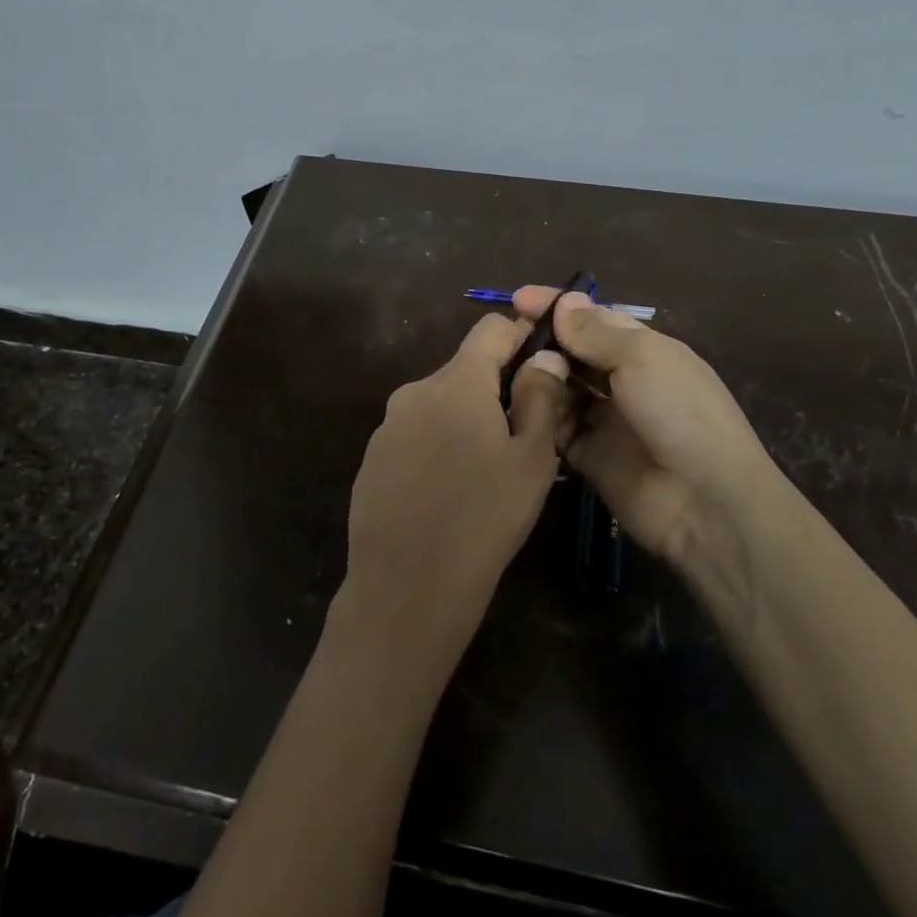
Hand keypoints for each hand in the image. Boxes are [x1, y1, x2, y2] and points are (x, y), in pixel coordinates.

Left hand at [336, 314, 569, 670]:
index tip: (545, 364)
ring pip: (439, 406)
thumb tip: (544, 356)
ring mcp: (387, 427)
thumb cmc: (484, 518)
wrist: (406, 588)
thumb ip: (541, 396)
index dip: (522, 336)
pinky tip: (448, 493)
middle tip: (524, 437)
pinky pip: (415, 436)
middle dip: (497, 390)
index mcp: (455, 382)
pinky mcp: (371, 460)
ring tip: (487, 473)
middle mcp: (414, 392)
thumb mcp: (532, 459)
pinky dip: (438, 448)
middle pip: (465, 370)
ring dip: (466, 421)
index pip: (491, 328)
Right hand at [514, 287, 793, 567]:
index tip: (518, 298)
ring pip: (561, 389)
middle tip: (505, 337)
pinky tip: (516, 404)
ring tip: (507, 369)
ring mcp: (606, 419)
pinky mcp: (589, 456)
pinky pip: (556, 429)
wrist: (704, 500)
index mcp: (645, 350)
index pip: (595, 319)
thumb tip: (564, 301)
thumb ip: (596, 332)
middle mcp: (624, 380)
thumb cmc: (678, 412)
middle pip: (575, 353)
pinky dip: (539, 415)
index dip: (559, 308)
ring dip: (538, 377)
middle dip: (543, 342)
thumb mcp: (642, 358)